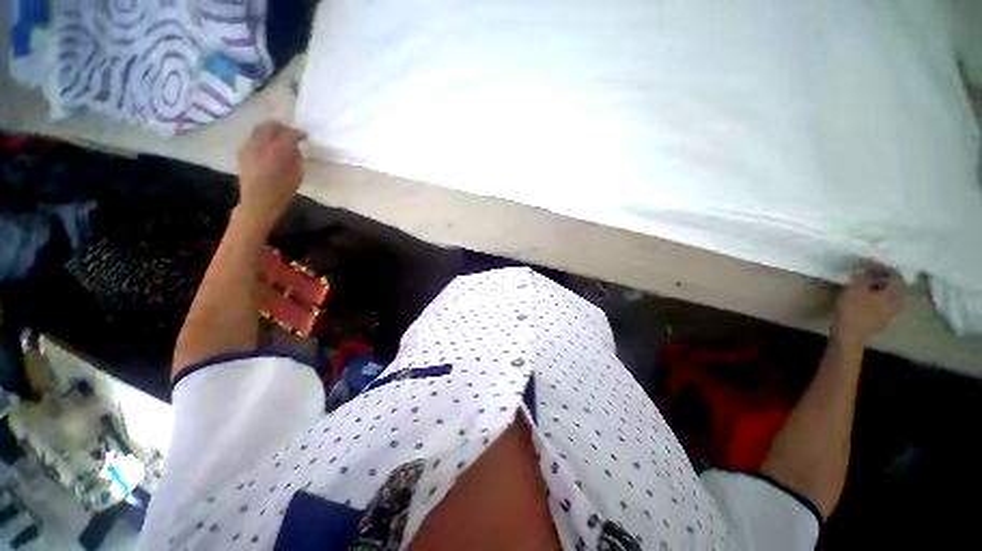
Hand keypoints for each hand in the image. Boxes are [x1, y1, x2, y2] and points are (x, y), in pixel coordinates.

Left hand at [236, 121, 305, 229]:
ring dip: (270, 131)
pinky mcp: (242, 151)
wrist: (257, 202)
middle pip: (271, 125)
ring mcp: (249, 146)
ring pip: (259, 129)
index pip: (289, 134)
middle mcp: (260, 144)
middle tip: (291, 134)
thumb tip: (295, 148)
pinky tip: (267, 148)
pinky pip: (252, 138)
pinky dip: (261, 138)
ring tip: (278, 139)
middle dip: (282, 128)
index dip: (298, 133)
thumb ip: (296, 158)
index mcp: (277, 151)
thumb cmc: (282, 191)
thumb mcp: (297, 175)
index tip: (305, 136)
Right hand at [831, 264, 903, 348]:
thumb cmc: (853, 311)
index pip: (895, 275)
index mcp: (894, 294)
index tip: (869, 263)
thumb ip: (861, 278)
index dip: (883, 267)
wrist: (849, 336)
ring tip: (866, 287)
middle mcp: (896, 303)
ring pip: (888, 298)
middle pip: (894, 288)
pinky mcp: (880, 322)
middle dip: (883, 280)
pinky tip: (865, 300)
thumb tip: (864, 271)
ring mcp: (889, 315)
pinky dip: (875, 300)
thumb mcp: (854, 289)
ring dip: (879, 291)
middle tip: (870, 275)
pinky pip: (882, 306)